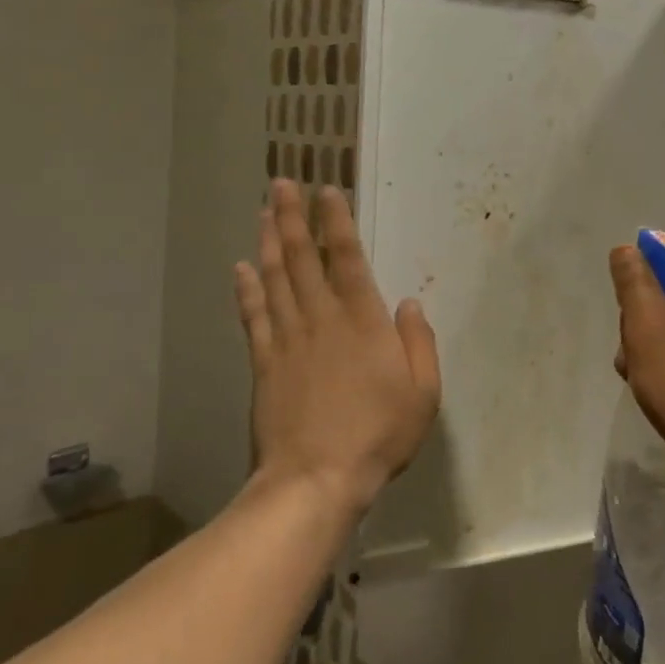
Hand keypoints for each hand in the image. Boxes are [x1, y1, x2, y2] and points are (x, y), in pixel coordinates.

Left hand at [234, 180, 441, 516]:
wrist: (317, 479)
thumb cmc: (378, 435)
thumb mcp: (424, 393)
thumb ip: (419, 342)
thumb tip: (409, 303)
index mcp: (362, 321)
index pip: (346, 258)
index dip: (336, 222)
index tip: (326, 191)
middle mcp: (321, 319)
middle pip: (302, 258)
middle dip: (292, 217)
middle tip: (282, 183)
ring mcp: (287, 339)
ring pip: (275, 279)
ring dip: (268, 241)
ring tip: (264, 211)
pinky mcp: (264, 364)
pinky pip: (254, 318)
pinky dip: (246, 290)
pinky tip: (240, 268)